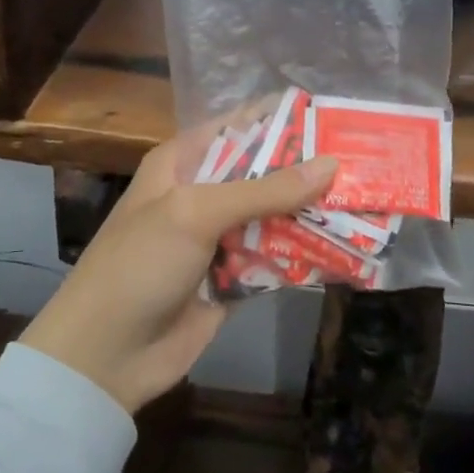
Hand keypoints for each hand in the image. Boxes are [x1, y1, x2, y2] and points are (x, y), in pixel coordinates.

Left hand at [18, 141, 337, 413]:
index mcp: (183, 163)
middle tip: (365, 162)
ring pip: (276, 218)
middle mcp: (203, 195)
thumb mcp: (196, 213)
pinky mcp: (234, 279)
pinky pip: (277, 259)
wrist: (105, 355)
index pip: (239, 127)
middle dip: (308, 170)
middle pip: (264, 174)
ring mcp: (219, 239)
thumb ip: (264, 190)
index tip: (333, 116)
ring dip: (313, 214)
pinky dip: (306, 255)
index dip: (282, 120)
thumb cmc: (140, 263)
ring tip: (368, 201)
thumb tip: (330, 165)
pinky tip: (349, 248)